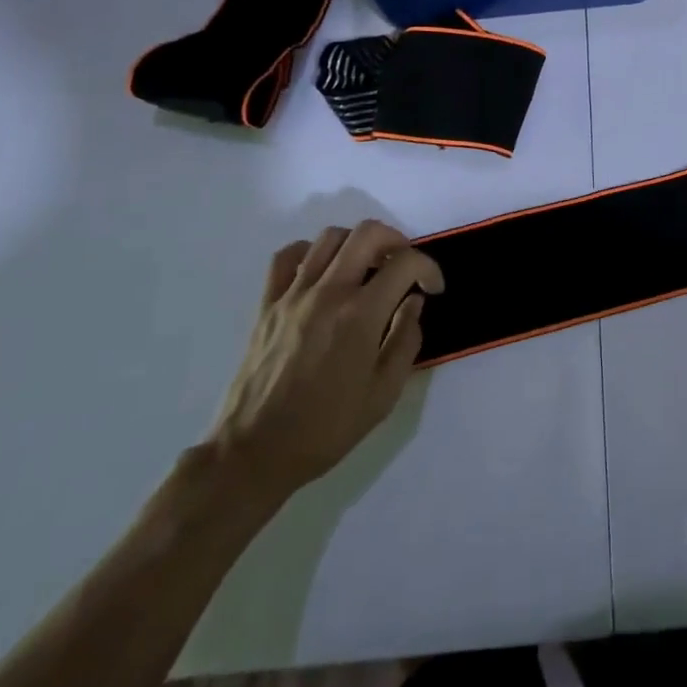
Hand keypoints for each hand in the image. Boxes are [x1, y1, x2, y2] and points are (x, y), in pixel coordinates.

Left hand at [207, 221, 443, 509]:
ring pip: (330, 237)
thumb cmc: (326, 428)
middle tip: (403, 265)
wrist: (255, 452)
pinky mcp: (267, 304)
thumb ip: (406, 339)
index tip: (432, 288)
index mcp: (361, 315)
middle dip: (396, 240)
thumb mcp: (384, 393)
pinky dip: (310, 252)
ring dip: (357, 243)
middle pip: (368, 233)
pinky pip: (287, 256)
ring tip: (366, 267)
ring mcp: (293, 294)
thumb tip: (413, 302)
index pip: (405, 263)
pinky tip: (322, 272)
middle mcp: (329, 293)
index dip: (428, 268)